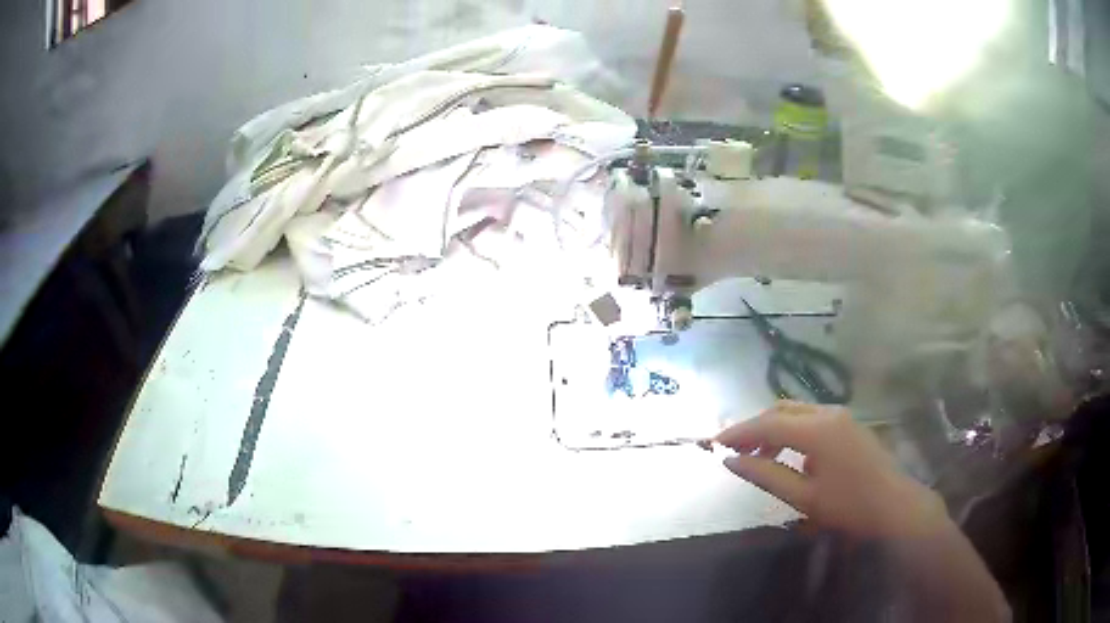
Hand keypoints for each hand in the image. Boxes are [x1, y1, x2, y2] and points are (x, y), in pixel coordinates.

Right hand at [714, 401, 948, 539]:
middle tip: (733, 450)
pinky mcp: (848, 424)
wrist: (895, 506)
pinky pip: (811, 419)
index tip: (714, 444)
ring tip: (757, 456)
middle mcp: (828, 413)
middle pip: (781, 410)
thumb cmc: (849, 506)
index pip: (767, 424)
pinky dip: (791, 431)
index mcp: (817, 430)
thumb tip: (731, 461)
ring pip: (796, 412)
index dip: (738, 432)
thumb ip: (765, 475)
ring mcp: (841, 416)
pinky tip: (789, 455)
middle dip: (754, 427)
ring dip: (773, 428)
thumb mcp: (803, 497)